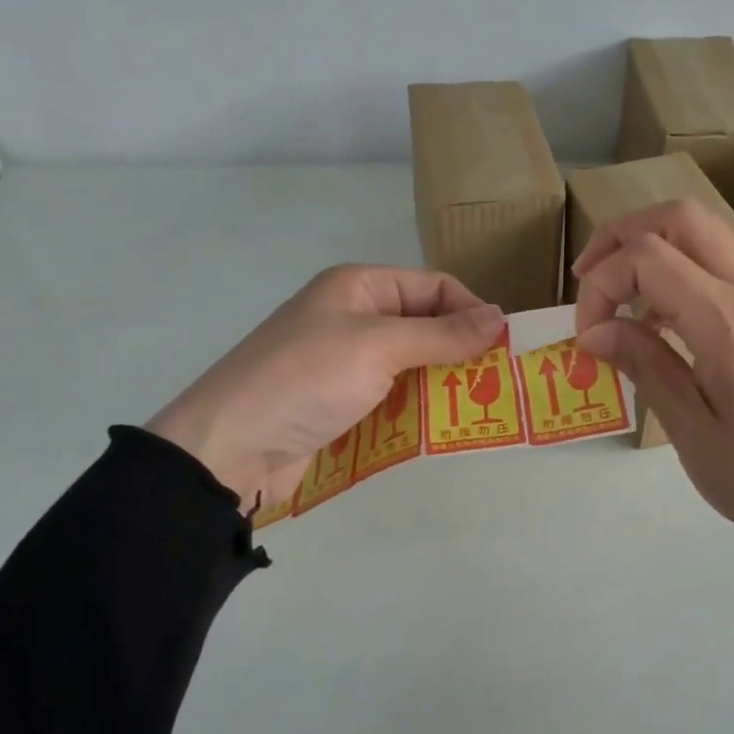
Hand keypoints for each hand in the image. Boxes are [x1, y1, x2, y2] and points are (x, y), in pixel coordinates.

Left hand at [148, 266, 503, 510]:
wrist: (229, 447)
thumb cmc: (306, 379)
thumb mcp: (378, 347)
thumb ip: (442, 334)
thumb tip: (500, 317)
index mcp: (359, 287)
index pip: (433, 287)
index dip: (471, 311)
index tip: (504, 348)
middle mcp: (353, 318)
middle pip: (424, 328)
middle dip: (460, 354)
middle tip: (498, 385)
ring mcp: (344, 364)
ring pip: (411, 368)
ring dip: (441, 387)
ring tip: (478, 412)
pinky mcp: (339, 405)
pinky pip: (391, 401)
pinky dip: (415, 412)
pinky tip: (439, 431)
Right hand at [573, 200, 733, 588]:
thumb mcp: (690, 430)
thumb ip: (644, 364)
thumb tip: (594, 330)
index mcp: (729, 323)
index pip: (648, 257)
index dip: (601, 284)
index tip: (586, 337)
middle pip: (682, 218)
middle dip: (622, 236)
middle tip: (588, 281)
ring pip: (704, 235)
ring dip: (651, 250)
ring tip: (616, 302)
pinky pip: (721, 268)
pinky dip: (678, 273)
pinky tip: (656, 324)